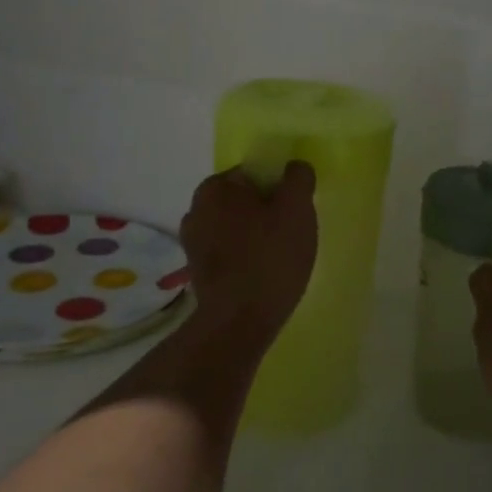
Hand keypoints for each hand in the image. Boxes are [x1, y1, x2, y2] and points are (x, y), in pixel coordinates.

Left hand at [179, 161, 317, 349]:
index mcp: (215, 187)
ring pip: (238, 226)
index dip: (280, 188)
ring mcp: (193, 242)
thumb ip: (298, 178)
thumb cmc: (270, 258)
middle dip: (268, 212)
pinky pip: (230, 251)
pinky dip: (246, 256)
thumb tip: (294, 168)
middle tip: (292, 234)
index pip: (255, 173)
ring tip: (280, 258)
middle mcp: (196, 209)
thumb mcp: (297, 209)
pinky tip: (263, 274)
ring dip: (257, 235)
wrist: (238, 323)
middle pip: (246, 200)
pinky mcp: (197, 270)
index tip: (296, 211)